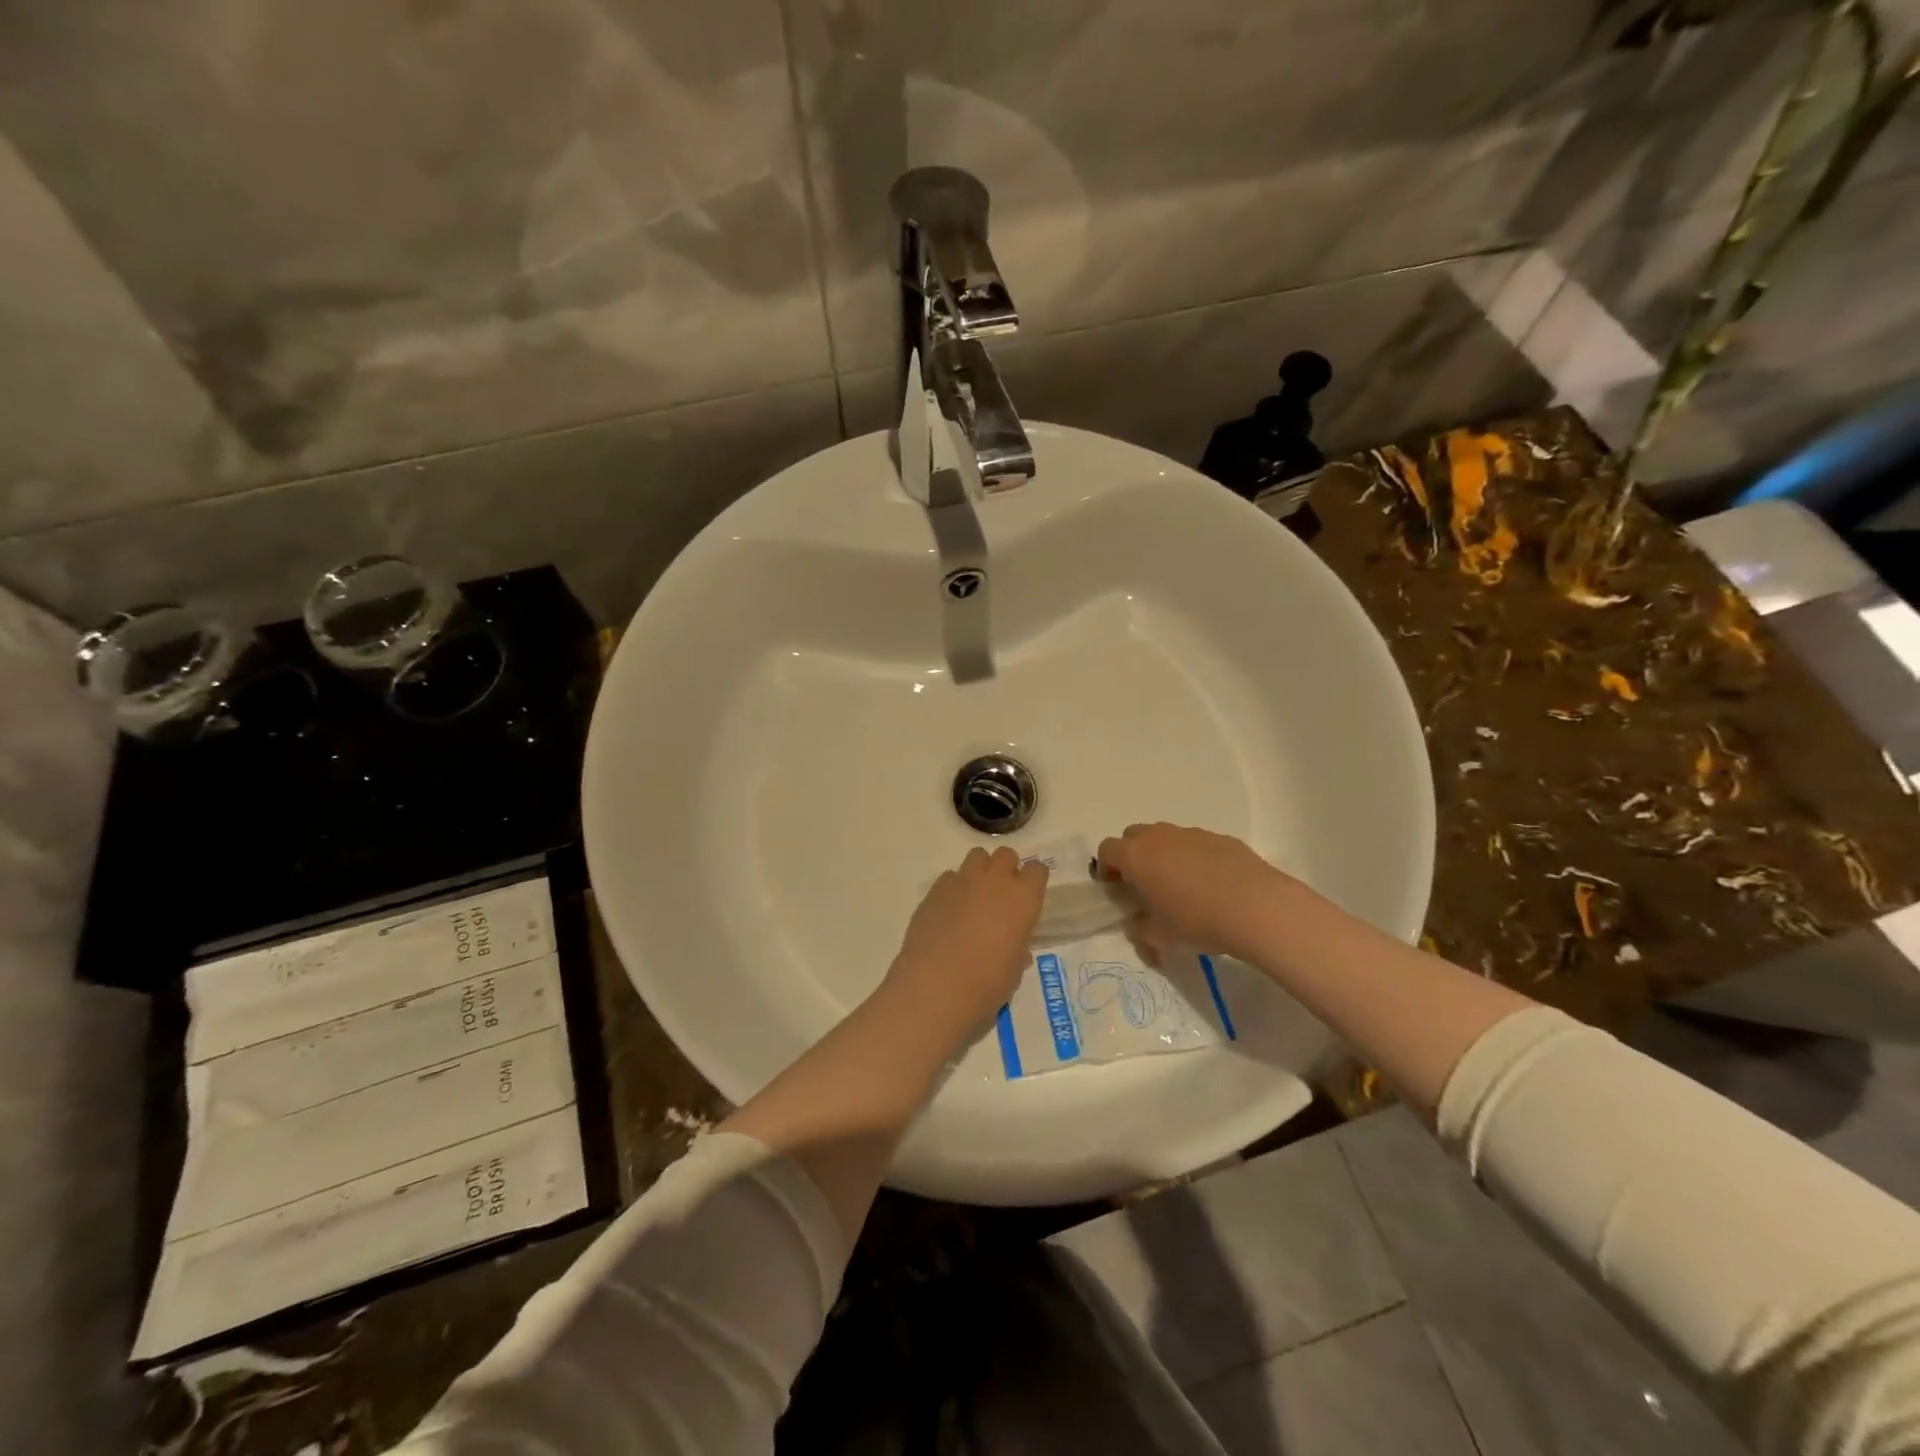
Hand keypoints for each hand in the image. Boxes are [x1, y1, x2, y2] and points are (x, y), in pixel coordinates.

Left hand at [883, 846, 1047, 1036]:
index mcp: (1023, 899)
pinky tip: (948, 912)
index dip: (1033, 882)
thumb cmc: (986, 986)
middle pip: (1006, 855)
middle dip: (1006, 870)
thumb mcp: (1014, 971)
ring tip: (974, 899)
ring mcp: (962, 881)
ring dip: (980, 872)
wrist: (935, 989)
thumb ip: (1017, 949)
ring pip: (977, 857)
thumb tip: (1015, 947)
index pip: (1037, 870)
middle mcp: (995, 881)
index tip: (1028, 898)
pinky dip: (953, 888)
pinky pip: (950, 877)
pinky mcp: (934, 890)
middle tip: (1001, 897)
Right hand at [1097, 823, 1295, 964]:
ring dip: (1164, 855)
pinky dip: (1195, 858)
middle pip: (1134, 836)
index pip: (1107, 849)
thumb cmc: (1196, 920)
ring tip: (1181, 886)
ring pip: (1167, 837)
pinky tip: (1212, 885)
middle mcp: (1160, 836)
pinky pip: (1197, 844)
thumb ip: (1139, 930)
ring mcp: (1192, 833)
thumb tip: (1136, 925)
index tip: (1114, 888)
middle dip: (1132, 856)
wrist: (1256, 907)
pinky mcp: (1222, 838)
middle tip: (1143, 884)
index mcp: (1136, 856)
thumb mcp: (1159, 937)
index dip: (1105, 868)